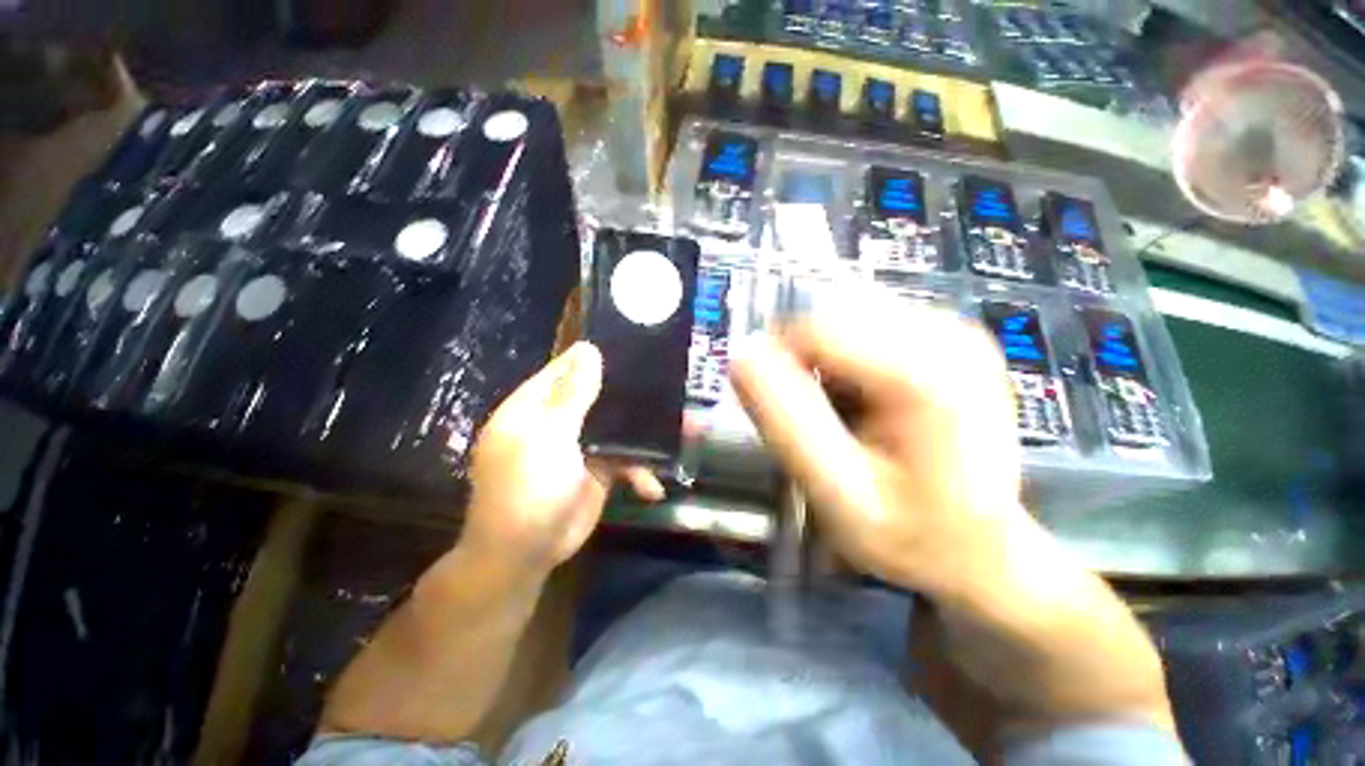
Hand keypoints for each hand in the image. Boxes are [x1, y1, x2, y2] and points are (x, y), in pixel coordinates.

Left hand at [461, 342, 663, 573]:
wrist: (525, 556)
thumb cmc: (527, 490)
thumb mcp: (548, 438)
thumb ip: (572, 395)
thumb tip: (588, 348)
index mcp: (536, 406)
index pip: (568, 368)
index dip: (596, 357)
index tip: (633, 345)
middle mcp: (558, 420)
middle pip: (599, 395)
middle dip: (632, 395)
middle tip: (669, 384)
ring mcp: (580, 445)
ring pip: (618, 427)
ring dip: (646, 434)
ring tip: (687, 430)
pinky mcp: (598, 469)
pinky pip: (625, 458)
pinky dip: (640, 470)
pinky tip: (653, 487)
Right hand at [730, 296, 1022, 595]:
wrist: (983, 549)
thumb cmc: (913, 534)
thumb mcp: (837, 492)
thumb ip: (786, 422)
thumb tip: (742, 357)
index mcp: (926, 374)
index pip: (816, 327)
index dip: (779, 359)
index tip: (777, 406)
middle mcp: (948, 334)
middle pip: (833, 314)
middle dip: (804, 358)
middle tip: (812, 416)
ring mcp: (954, 330)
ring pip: (846, 315)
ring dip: (825, 357)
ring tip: (841, 411)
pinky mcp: (947, 337)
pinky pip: (868, 325)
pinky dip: (846, 356)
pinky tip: (863, 399)